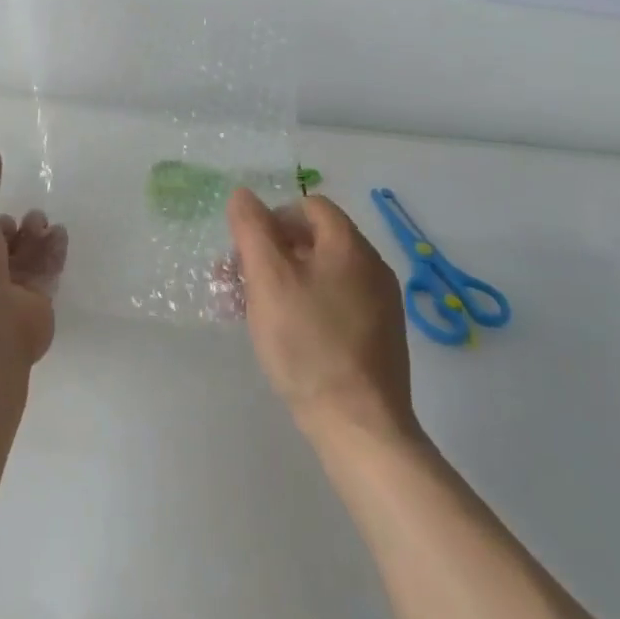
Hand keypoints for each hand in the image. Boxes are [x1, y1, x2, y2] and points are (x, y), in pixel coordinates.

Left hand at [0, 146, 65, 366]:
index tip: (2, 209)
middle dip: (16, 231)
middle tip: (32, 216)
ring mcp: (3, 299)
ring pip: (23, 263)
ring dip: (36, 240)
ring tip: (46, 223)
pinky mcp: (32, 310)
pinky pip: (43, 276)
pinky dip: (52, 255)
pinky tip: (60, 236)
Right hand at [227, 189, 418, 441]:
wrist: (358, 423)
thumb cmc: (307, 342)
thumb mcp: (268, 278)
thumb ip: (252, 229)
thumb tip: (243, 194)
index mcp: (350, 246)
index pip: (310, 206)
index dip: (273, 218)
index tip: (246, 250)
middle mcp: (372, 267)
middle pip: (315, 240)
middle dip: (271, 252)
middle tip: (239, 280)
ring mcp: (380, 304)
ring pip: (322, 273)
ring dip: (283, 280)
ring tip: (252, 309)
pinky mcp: (378, 336)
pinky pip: (335, 302)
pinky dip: (305, 304)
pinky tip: (283, 333)